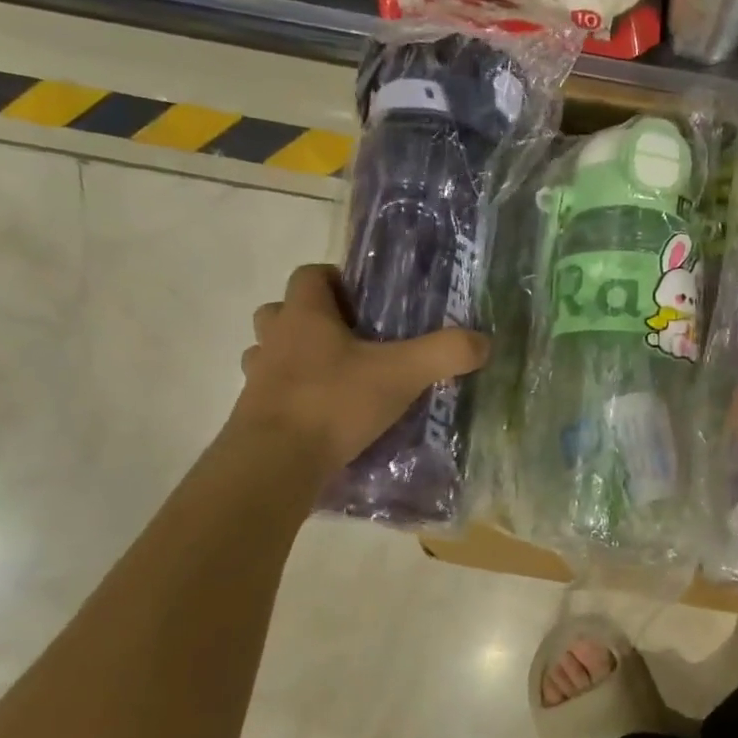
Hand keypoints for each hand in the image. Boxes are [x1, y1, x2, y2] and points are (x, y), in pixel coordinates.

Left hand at [229, 264, 488, 474]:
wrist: (275, 463)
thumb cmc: (334, 403)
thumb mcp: (401, 375)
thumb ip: (444, 354)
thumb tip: (484, 342)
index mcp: (304, 316)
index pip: (310, 275)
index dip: (335, 280)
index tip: (363, 301)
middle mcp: (274, 339)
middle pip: (282, 312)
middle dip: (311, 320)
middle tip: (350, 340)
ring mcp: (258, 378)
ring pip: (270, 354)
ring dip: (296, 359)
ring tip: (336, 379)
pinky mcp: (253, 415)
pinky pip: (272, 395)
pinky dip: (294, 399)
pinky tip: (324, 418)